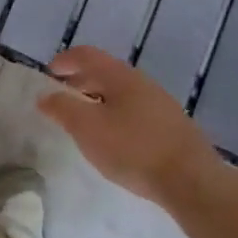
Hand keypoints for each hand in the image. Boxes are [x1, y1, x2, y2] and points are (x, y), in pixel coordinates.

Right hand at [36, 46, 218, 202]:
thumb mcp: (87, 128)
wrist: (192, 182)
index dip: (64, 60)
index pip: (86, 55)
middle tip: (62, 98)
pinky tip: (115, 139)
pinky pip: (135, 110)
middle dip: (80, 81)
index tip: (48, 74)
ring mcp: (161, 104)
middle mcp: (142, 82)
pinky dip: (116, 115)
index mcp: (120, 76)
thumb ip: (62, 108)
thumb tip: (45, 95)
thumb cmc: (133, 149)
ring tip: (85, 121)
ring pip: (121, 93)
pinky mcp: (172, 127)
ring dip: (98, 100)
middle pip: (105, 72)